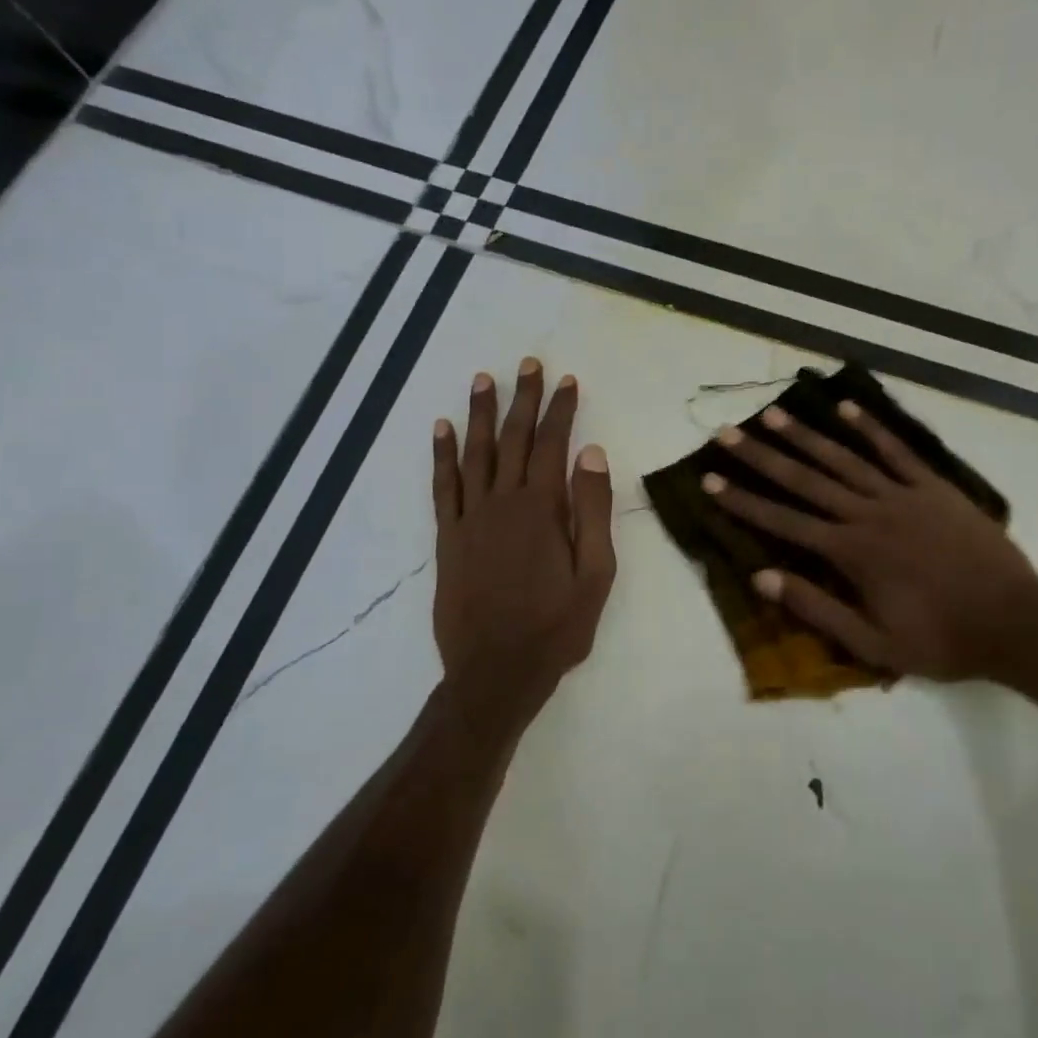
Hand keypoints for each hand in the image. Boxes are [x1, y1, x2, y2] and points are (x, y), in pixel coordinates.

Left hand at [431, 359, 615, 717]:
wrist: (495, 672)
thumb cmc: (556, 626)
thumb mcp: (596, 574)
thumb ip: (593, 511)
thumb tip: (591, 453)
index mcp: (543, 508)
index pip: (552, 444)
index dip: (560, 410)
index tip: (567, 381)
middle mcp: (503, 502)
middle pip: (513, 438)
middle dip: (522, 399)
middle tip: (528, 364)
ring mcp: (471, 517)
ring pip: (475, 453)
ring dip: (479, 414)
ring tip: (483, 379)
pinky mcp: (448, 537)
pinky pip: (443, 486)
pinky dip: (442, 455)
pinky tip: (441, 430)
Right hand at [704, 398, 1037, 681]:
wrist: (1014, 622)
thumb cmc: (940, 640)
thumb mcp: (872, 643)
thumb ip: (817, 609)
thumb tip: (764, 577)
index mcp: (851, 553)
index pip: (783, 521)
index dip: (743, 500)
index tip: (710, 479)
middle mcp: (868, 514)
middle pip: (805, 479)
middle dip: (762, 456)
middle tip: (728, 432)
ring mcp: (902, 495)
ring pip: (844, 458)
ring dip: (806, 435)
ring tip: (774, 413)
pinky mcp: (933, 487)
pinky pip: (896, 451)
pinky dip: (870, 428)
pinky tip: (846, 408)